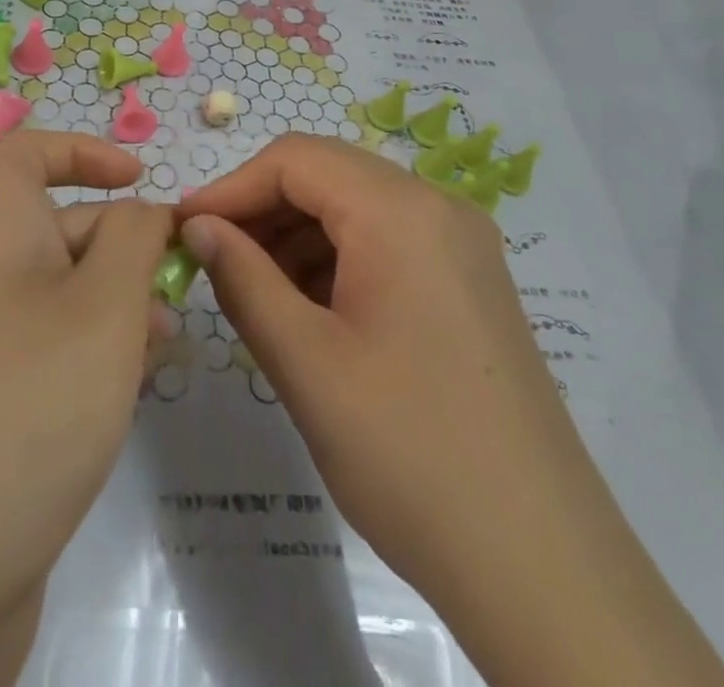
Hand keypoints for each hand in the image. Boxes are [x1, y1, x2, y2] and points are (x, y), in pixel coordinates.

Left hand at [0, 130, 176, 600]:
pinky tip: (134, 390)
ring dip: (122, 304)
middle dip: (126, 244)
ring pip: (69, 294)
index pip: (27, 154)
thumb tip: (144, 213)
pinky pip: (58, 351)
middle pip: (62, 226)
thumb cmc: (27, 403)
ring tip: (165, 346)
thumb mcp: (103, 304)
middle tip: (178, 287)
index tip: (141, 180)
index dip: (83, 151)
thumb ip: (135, 239)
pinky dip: (101, 354)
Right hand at [179, 135, 723, 686]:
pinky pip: (387, 242)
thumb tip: (197, 227)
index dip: (231, 187)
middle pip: (329, 175)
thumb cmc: (409, 453)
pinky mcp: (469, 282)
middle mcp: (438, 208)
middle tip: (211, 261)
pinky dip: (336, 259)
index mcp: (401, 211)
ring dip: (296, 235)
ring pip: (357, 208)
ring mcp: (461, 245)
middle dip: (262, 209)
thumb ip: (242, 279)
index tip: (182, 230)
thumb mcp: (306, 363)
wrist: (541, 564)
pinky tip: (307, 310)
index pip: (296, 159)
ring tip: (252, 291)